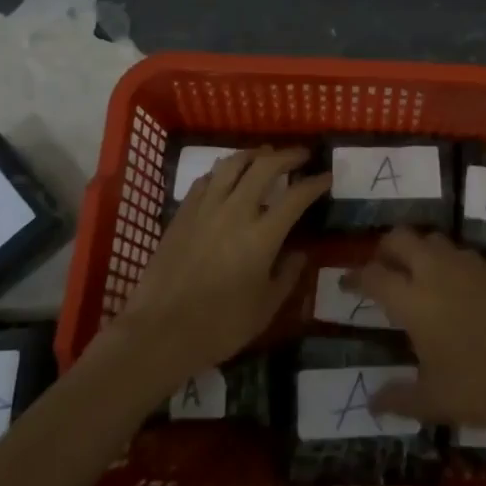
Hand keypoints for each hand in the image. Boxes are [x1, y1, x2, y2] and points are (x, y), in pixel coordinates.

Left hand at [112, 147, 329, 383]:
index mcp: (262, 236)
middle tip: (301, 155)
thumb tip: (299, 253)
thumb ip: (286, 276)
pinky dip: (222, 172)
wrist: (160, 331)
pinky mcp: (182, 214)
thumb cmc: (220, 327)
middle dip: (287, 156)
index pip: (296, 197)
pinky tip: (226, 177)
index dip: (315, 183)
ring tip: (264, 155)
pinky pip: (205, 180)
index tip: (326, 176)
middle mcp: (235, 211)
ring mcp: (205, 209)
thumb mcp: (265, 308)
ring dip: (253, 154)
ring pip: (231, 164)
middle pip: (264, 167)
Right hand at [346, 229, 485, 438]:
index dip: (355, 277)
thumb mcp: (433, 401)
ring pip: (433, 239)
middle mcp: (436, 272)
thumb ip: (398, 398)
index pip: (374, 276)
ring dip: (418, 250)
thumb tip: (371, 401)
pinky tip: (454, 286)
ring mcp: (468, 266)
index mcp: (413, 301)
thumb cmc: (481, 387)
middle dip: (385, 248)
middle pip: (401, 238)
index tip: (346, 283)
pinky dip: (447, 261)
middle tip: (381, 268)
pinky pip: (461, 253)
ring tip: (416, 274)